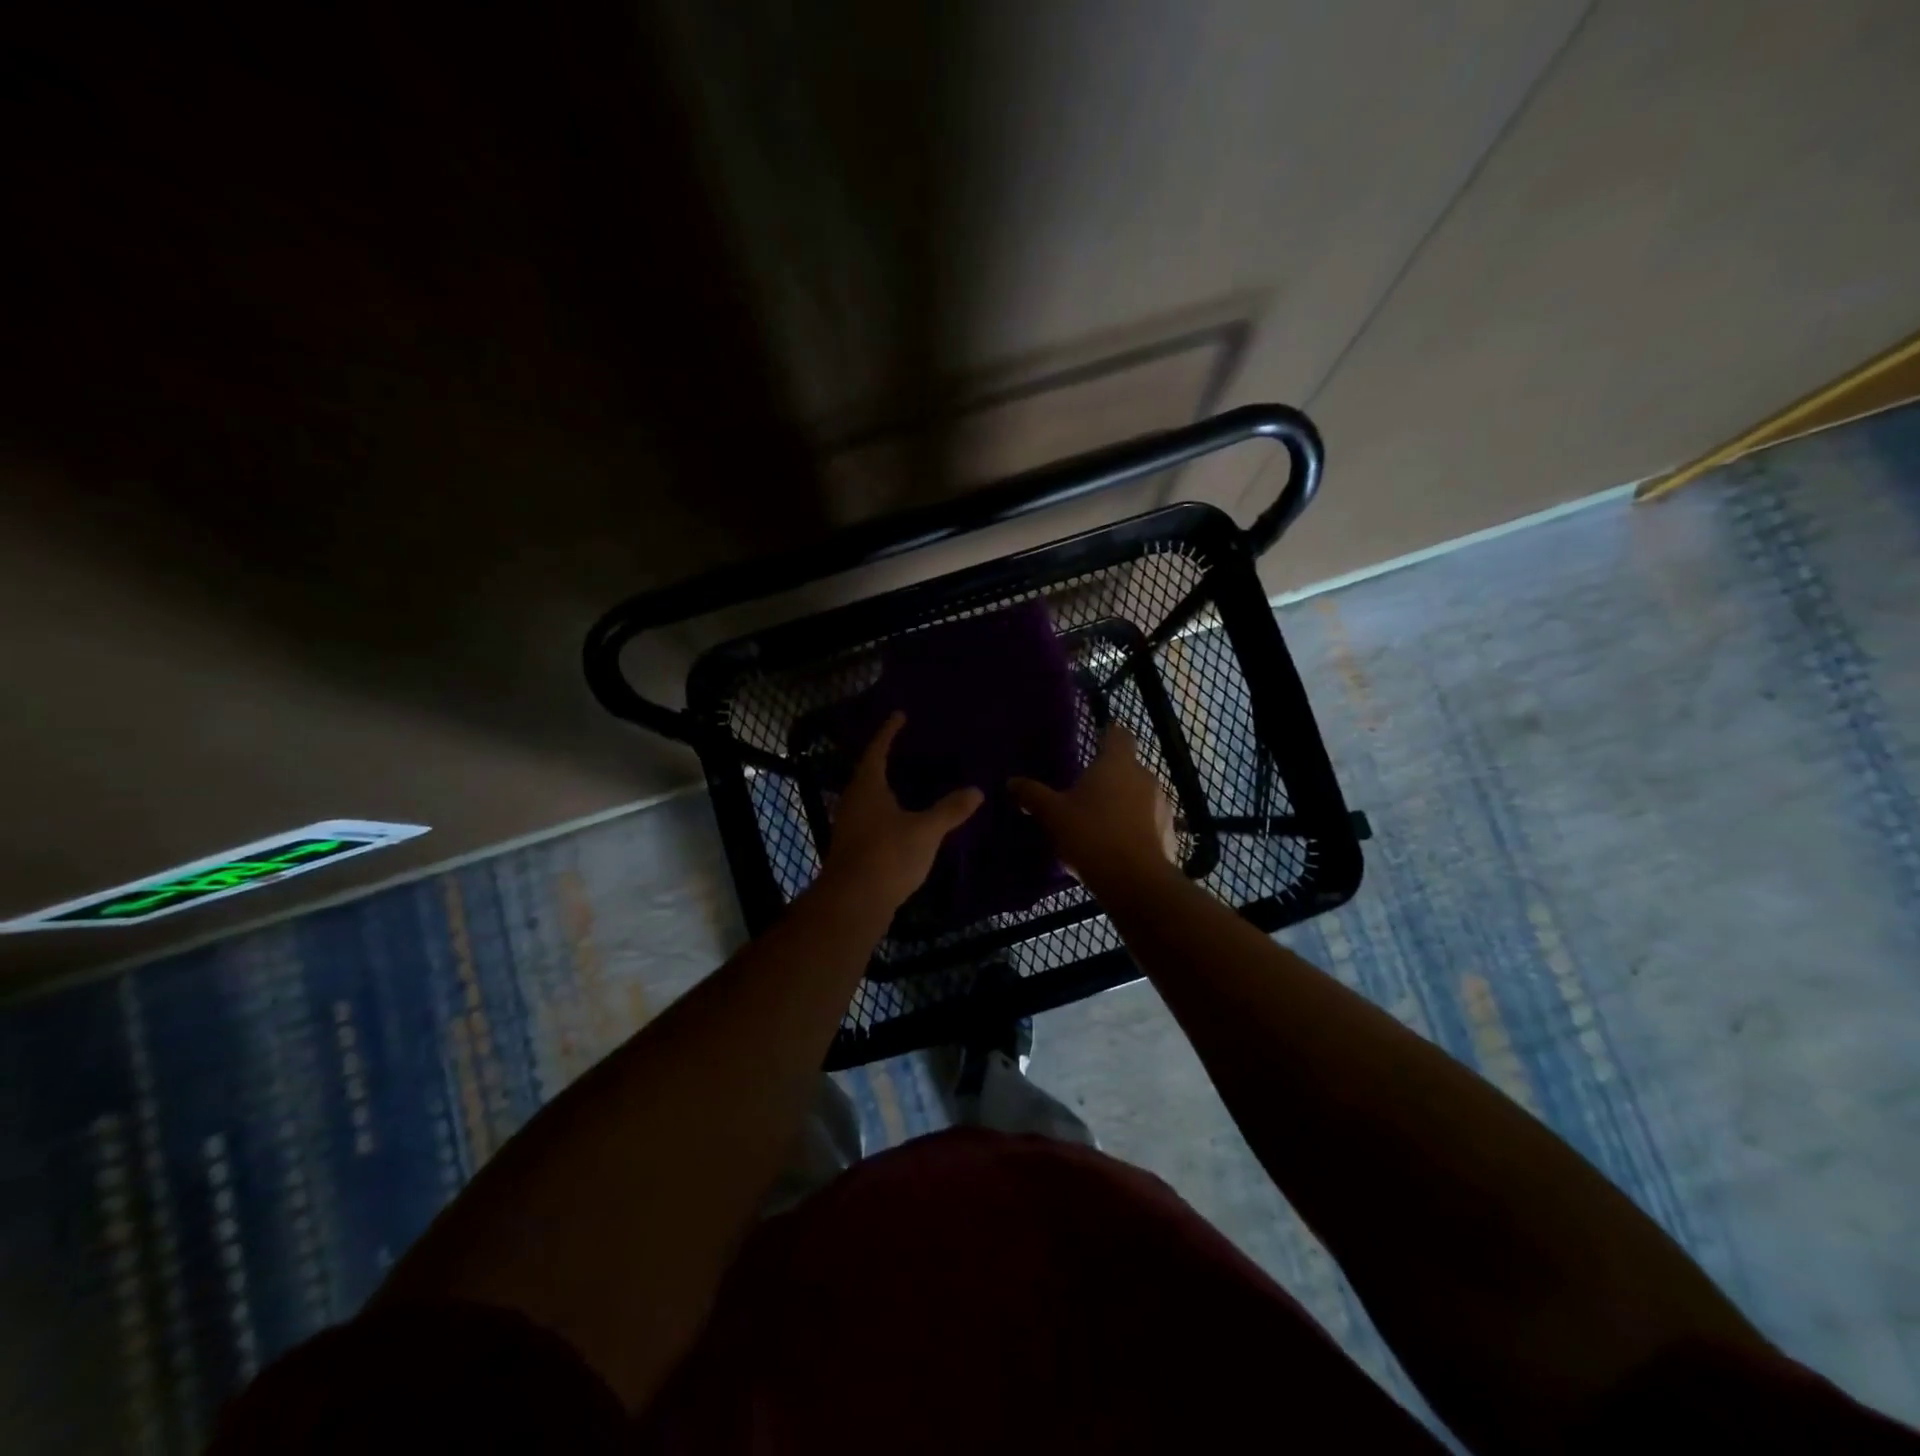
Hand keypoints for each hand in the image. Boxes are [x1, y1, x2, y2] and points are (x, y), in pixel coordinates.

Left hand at [821, 713, 983, 912]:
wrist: (853, 902)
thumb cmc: (888, 855)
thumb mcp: (926, 830)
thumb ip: (950, 810)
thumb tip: (976, 790)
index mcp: (867, 787)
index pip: (877, 750)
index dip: (889, 732)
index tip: (899, 715)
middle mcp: (853, 802)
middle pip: (868, 774)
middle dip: (886, 761)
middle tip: (906, 751)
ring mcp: (850, 827)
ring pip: (869, 799)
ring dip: (886, 790)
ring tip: (908, 784)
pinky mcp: (853, 850)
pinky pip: (871, 821)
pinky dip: (888, 814)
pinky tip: (903, 822)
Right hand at [1009, 724, 1178, 895]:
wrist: (1135, 881)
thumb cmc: (1090, 834)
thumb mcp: (1052, 814)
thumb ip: (1032, 794)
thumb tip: (1011, 782)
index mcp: (1117, 763)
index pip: (1119, 734)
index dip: (1107, 735)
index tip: (1095, 741)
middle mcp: (1144, 776)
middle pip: (1127, 767)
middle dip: (1109, 776)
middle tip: (1084, 791)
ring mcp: (1161, 804)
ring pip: (1139, 795)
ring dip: (1123, 802)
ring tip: (1100, 821)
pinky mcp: (1169, 832)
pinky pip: (1148, 820)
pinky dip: (1135, 826)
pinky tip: (1117, 845)